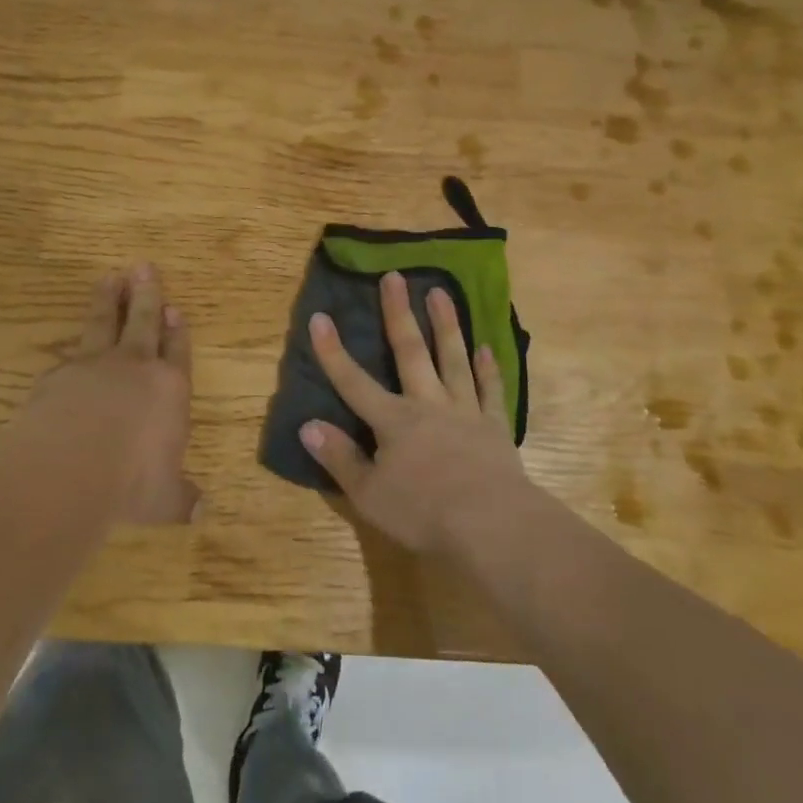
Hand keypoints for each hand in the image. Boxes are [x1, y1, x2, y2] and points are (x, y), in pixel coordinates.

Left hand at [28, 264, 198, 524]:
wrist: (69, 466)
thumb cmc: (131, 480)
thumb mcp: (164, 499)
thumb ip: (180, 500)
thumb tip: (202, 512)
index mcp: (169, 389)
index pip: (176, 351)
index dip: (176, 331)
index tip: (175, 309)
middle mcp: (134, 368)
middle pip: (143, 321)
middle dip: (146, 295)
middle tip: (144, 268)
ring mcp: (93, 367)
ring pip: (104, 323)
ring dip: (109, 300)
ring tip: (110, 277)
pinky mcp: (57, 376)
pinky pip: (70, 353)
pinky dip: (74, 346)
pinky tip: (70, 345)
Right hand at [302, 270, 532, 555]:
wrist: (492, 525)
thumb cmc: (424, 512)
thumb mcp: (369, 495)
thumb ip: (340, 459)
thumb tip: (307, 426)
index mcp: (393, 421)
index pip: (354, 382)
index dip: (333, 352)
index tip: (319, 317)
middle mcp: (427, 404)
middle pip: (410, 352)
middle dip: (398, 313)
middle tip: (395, 276)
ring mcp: (464, 411)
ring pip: (453, 359)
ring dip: (446, 325)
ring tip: (441, 292)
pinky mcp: (494, 426)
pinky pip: (490, 390)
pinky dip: (488, 369)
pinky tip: (486, 348)